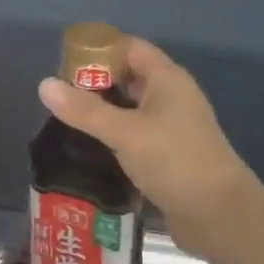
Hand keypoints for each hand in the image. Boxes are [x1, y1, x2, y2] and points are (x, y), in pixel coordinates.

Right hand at [37, 36, 262, 260]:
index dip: (99, 49)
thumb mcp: (124, 132)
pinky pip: (134, 135)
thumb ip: (84, 110)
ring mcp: (171, 127)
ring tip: (65, 119)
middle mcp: (171, 98)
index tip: (64, 62)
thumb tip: (44, 84)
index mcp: (167, 80)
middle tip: (58, 94)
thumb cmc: (174, 161)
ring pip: (130, 109)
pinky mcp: (168, 155)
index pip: (130, 48)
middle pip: (129, 77)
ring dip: (102, 111)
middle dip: (95, 82)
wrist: (219, 214)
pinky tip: (88, 147)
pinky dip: (112, 136)